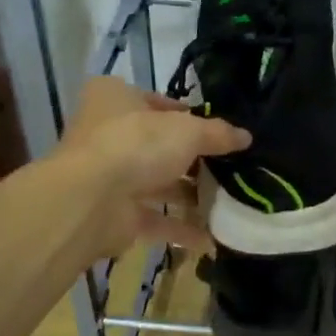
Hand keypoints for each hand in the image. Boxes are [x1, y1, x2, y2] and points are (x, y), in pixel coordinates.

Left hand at [51, 77, 250, 257]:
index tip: (218, 131)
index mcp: (115, 98)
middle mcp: (108, 134)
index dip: (188, 115)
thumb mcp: (188, 130)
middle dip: (193, 160)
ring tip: (229, 201)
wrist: (90, 200)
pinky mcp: (114, 214)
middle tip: (230, 168)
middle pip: (158, 145)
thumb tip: (246, 137)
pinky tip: (213, 237)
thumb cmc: (136, 144)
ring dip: (190, 195)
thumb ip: (218, 133)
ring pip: (156, 183)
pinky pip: (155, 219)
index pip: (157, 102)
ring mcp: (109, 176)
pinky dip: (181, 228)